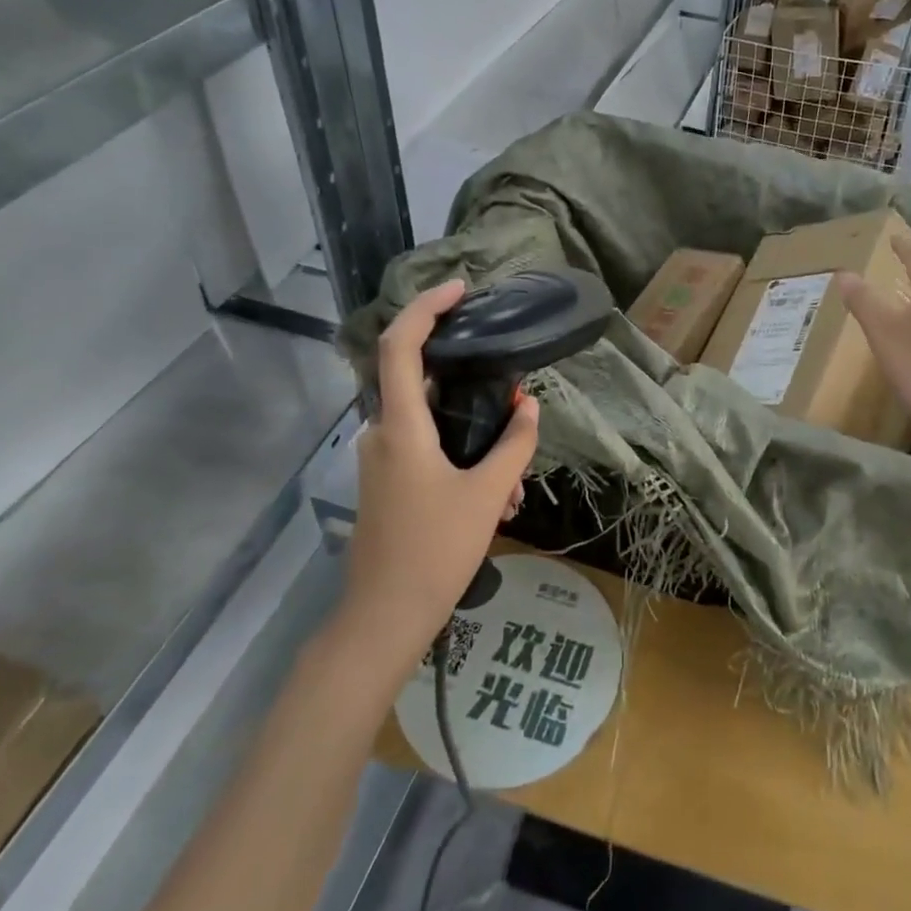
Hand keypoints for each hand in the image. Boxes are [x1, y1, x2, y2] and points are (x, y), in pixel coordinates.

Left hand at [338, 280, 539, 671]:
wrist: (384, 619)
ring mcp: (381, 458)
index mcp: (400, 425)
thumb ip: (513, 445)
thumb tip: (529, 407)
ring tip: (514, 482)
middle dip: (474, 388)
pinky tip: (497, 500)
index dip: (426, 307)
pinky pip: (427, 448)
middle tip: (515, 404)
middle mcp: (382, 432)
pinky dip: (462, 457)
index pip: (399, 344)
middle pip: (424, 380)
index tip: (461, 291)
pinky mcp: (387, 481)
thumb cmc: (434, 552)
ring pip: (432, 422)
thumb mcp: (487, 495)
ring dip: (476, 436)